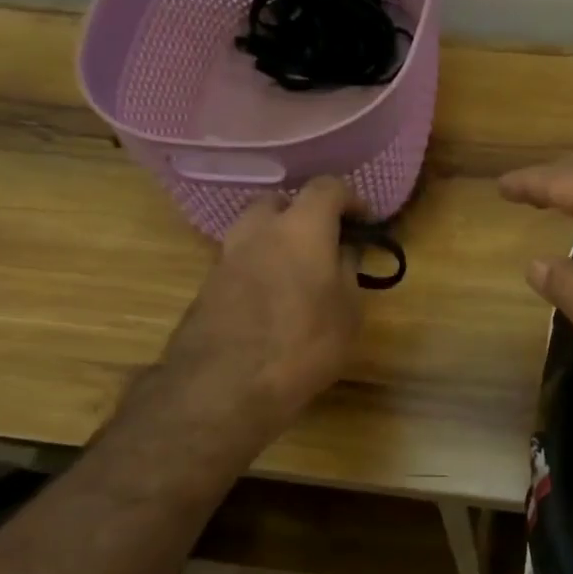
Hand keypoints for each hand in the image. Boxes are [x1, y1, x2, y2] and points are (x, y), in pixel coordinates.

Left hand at [130, 177, 363, 448]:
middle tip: (326, 245)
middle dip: (306, 215)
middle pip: (282, 202)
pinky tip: (273, 300)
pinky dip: (259, 267)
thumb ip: (348, 271)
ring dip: (278, 240)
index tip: (364, 222)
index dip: (350, 199)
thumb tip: (344, 251)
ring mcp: (227, 255)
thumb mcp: (348, 312)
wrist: (225, 386)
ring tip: (299, 274)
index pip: (327, 187)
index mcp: (301, 227)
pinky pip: (241, 261)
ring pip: (255, 230)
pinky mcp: (207, 284)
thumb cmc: (304, 344)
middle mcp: (259, 229)